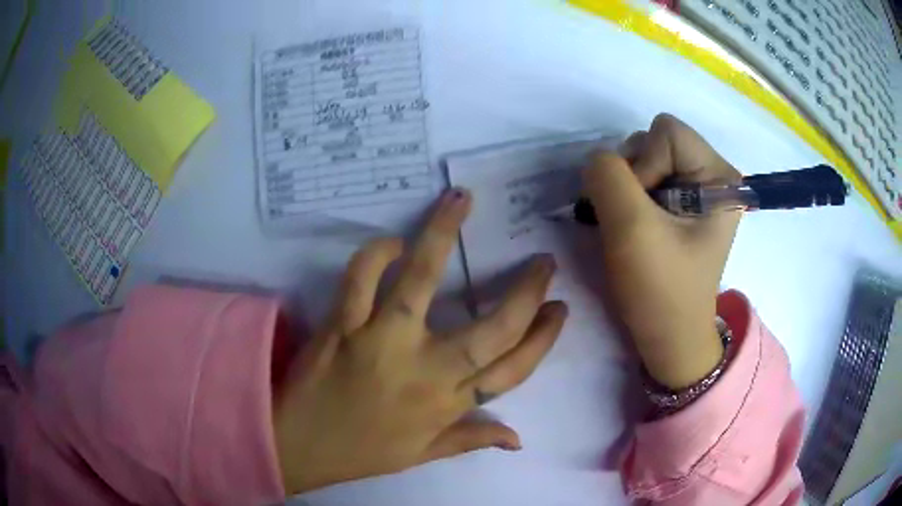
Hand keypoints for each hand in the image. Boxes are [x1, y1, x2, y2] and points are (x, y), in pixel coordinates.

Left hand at [273, 189, 567, 494]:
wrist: (298, 447)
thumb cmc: (363, 452)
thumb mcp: (423, 455)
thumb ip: (472, 439)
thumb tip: (519, 439)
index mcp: (447, 405)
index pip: (513, 370)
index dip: (543, 338)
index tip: (559, 308)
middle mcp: (424, 372)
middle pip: (491, 328)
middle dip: (525, 292)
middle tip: (543, 261)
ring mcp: (381, 343)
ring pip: (421, 281)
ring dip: (443, 234)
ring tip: (461, 199)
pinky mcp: (342, 325)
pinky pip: (361, 278)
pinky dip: (376, 253)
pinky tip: (392, 241)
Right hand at [582, 114, 741, 389]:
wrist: (668, 338)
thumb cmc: (661, 290)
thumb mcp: (631, 229)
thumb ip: (609, 176)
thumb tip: (597, 160)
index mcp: (719, 177)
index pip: (666, 132)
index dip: (644, 166)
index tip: (643, 213)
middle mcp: (713, 175)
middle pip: (655, 140)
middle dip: (633, 177)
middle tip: (634, 221)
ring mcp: (697, 190)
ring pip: (644, 158)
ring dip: (627, 190)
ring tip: (633, 228)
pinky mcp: (682, 205)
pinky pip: (645, 179)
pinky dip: (629, 200)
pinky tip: (634, 229)